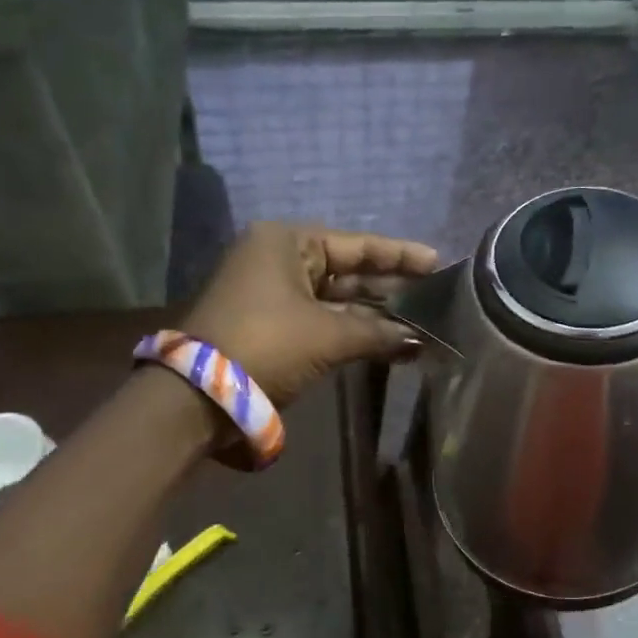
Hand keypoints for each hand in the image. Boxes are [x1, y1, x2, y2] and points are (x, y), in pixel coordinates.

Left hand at [182, 222, 438, 406]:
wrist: (200, 394)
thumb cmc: (268, 344)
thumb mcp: (329, 335)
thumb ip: (379, 332)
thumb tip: (420, 341)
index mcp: (287, 242)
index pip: (356, 245)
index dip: (399, 255)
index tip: (437, 262)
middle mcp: (277, 259)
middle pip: (346, 270)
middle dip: (389, 288)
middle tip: (433, 297)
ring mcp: (271, 293)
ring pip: (335, 298)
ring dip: (374, 314)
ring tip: (418, 323)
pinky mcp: (270, 324)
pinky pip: (321, 319)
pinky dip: (352, 329)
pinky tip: (387, 341)